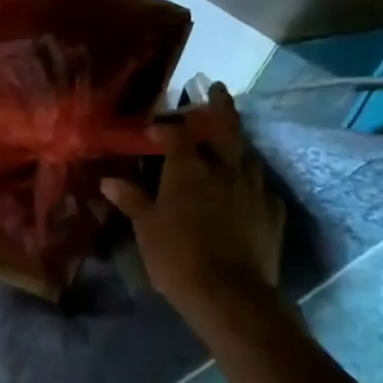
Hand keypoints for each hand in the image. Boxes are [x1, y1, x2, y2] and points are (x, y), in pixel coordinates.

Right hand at [101, 83, 285, 318]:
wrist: (229, 294)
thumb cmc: (176, 255)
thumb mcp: (146, 227)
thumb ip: (132, 200)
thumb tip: (108, 181)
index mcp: (188, 169)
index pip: (176, 135)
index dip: (166, 127)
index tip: (156, 126)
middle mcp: (224, 170)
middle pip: (226, 130)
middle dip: (221, 107)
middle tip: (216, 88)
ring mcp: (254, 191)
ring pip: (248, 157)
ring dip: (238, 145)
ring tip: (230, 143)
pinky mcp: (273, 214)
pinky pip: (264, 190)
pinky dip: (253, 185)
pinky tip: (248, 191)